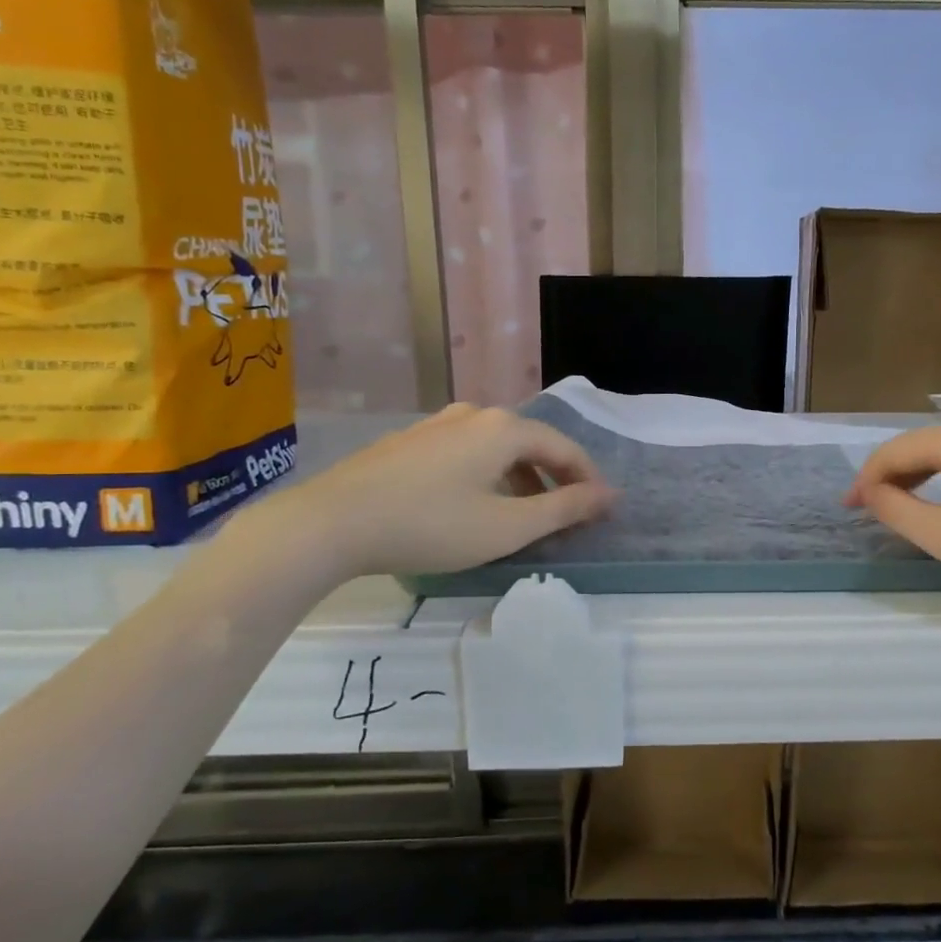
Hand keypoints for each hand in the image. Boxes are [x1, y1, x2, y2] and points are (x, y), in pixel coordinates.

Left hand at [236, 403, 616, 585]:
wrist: (331, 522)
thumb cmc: (431, 525)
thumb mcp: (507, 527)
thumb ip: (564, 509)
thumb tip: (608, 495)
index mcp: (504, 429)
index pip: (563, 448)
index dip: (587, 479)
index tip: (601, 510)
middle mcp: (473, 415)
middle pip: (529, 444)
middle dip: (553, 479)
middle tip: (563, 515)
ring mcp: (435, 425)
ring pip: (494, 448)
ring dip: (518, 479)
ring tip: (519, 515)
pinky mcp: (407, 442)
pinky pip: (464, 453)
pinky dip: (484, 475)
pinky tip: (469, 504)